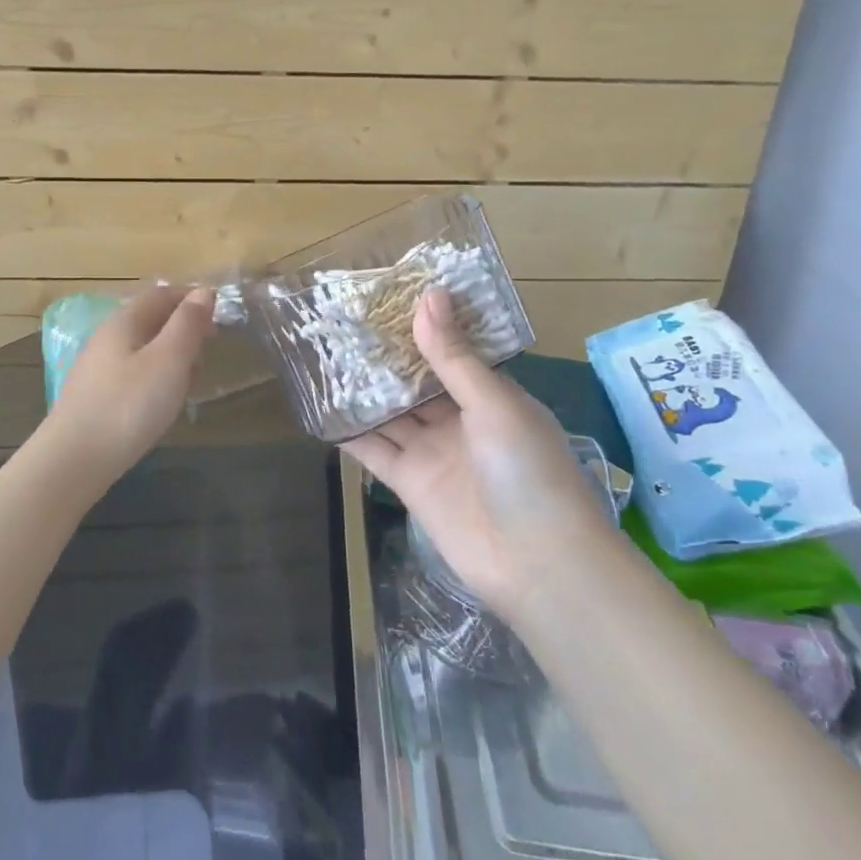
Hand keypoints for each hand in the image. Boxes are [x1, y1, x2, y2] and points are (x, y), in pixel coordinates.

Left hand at [41, 285, 216, 486]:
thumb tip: (203, 292)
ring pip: (144, 350)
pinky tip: (162, 406)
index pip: (161, 294)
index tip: (220, 314)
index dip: (191, 298)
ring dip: (172, 358)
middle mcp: (107, 338)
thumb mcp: (168, 361)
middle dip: (184, 330)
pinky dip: (156, 380)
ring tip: (190, 384)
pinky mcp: (95, 397)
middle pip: (152, 320)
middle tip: (208, 354)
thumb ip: (187, 324)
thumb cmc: (128, 406)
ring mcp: (98, 369)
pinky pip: (134, 375)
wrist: (73, 462)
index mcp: (124, 322)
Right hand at [343, 289, 614, 610]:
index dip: (422, 326)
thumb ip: (454, 356)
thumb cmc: (529, 470)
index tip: (387, 296)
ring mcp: (433, 452)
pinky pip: (375, 450)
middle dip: (386, 356)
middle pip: (415, 381)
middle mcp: (459, 420)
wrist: (538, 564)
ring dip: (364, 389)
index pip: (451, 352)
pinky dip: (351, 432)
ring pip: (391, 412)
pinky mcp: (410, 482)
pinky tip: (322, 408)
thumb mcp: (494, 403)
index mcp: (489, 396)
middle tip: (345, 320)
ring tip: (326, 354)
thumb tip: (428, 296)